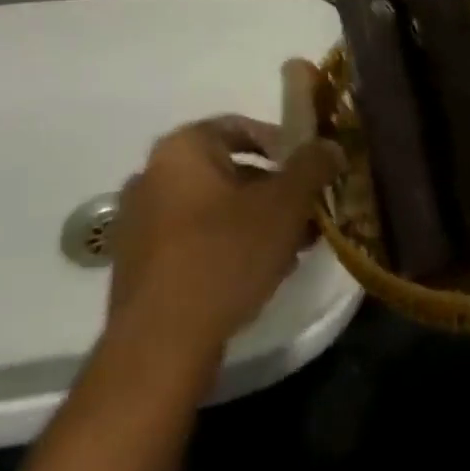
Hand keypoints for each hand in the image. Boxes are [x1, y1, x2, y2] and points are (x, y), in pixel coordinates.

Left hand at [107, 99, 343, 358]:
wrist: (161, 344)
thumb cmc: (226, 255)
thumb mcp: (286, 205)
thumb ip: (312, 166)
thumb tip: (329, 146)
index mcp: (182, 149)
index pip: (241, 126)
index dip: (283, 143)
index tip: (312, 168)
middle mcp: (152, 176)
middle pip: (230, 169)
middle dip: (275, 189)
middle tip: (309, 211)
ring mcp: (139, 222)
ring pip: (215, 208)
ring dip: (257, 219)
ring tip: (293, 247)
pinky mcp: (139, 264)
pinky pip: (194, 239)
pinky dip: (229, 245)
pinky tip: (260, 272)